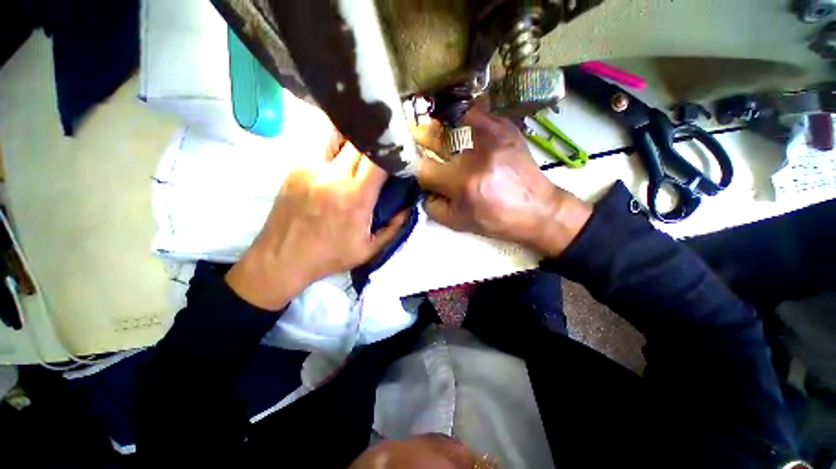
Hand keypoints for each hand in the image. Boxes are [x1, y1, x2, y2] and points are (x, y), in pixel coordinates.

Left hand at [226, 134, 407, 309]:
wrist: (281, 259)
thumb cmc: (329, 256)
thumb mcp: (369, 249)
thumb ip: (394, 228)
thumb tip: (408, 207)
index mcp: (355, 197)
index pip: (378, 159)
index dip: (391, 153)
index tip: (397, 156)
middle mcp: (333, 176)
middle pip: (359, 141)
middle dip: (374, 144)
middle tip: (381, 154)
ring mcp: (310, 167)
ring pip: (337, 136)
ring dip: (353, 142)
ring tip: (359, 155)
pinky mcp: (295, 167)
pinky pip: (320, 148)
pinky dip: (335, 151)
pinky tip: (337, 166)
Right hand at [414, 107, 591, 256]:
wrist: (537, 209)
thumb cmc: (496, 220)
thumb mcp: (458, 223)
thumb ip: (432, 206)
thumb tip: (421, 187)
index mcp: (463, 184)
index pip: (423, 168)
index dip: (415, 169)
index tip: (416, 167)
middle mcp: (475, 155)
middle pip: (433, 137)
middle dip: (420, 139)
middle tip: (417, 140)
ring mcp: (492, 135)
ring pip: (451, 119)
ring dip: (440, 128)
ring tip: (440, 135)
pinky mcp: (505, 127)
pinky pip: (474, 113)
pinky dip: (462, 119)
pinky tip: (461, 130)